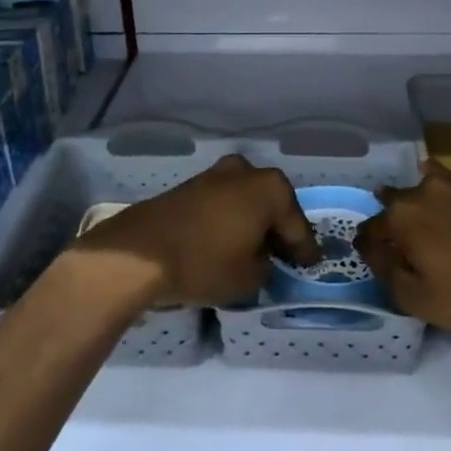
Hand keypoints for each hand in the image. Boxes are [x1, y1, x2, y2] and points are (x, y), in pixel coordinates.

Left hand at [65, 155, 318, 308]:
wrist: (139, 253)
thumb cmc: (205, 262)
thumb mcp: (249, 278)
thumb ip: (266, 267)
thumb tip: (260, 260)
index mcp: (271, 188)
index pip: (297, 226)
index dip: (305, 250)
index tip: (311, 265)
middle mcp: (247, 172)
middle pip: (272, 207)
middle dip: (278, 230)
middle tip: (285, 256)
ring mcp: (216, 175)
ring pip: (246, 202)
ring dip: (252, 223)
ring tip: (254, 251)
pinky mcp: (191, 186)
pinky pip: (224, 204)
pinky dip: (231, 221)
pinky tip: (229, 241)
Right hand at [356, 161, 450, 338]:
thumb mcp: (418, 300)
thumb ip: (387, 272)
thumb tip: (376, 252)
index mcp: (403, 214)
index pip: (370, 229)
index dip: (369, 247)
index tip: (374, 260)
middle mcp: (427, 188)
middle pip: (397, 203)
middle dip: (395, 223)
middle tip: (406, 249)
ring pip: (429, 191)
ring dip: (424, 209)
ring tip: (434, 235)